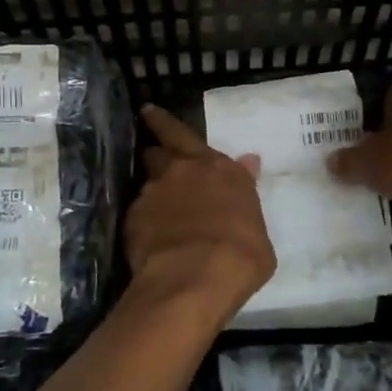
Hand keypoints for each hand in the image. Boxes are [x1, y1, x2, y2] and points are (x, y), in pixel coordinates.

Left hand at [124, 105, 276, 320]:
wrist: (196, 278)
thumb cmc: (241, 254)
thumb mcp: (258, 225)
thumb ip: (245, 193)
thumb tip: (250, 164)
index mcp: (216, 167)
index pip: (184, 133)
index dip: (163, 122)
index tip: (149, 112)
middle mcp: (181, 171)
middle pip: (158, 150)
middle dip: (156, 151)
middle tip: (154, 155)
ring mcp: (153, 194)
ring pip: (147, 182)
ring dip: (153, 190)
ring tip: (158, 208)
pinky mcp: (133, 219)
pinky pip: (138, 214)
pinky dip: (144, 221)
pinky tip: (150, 238)